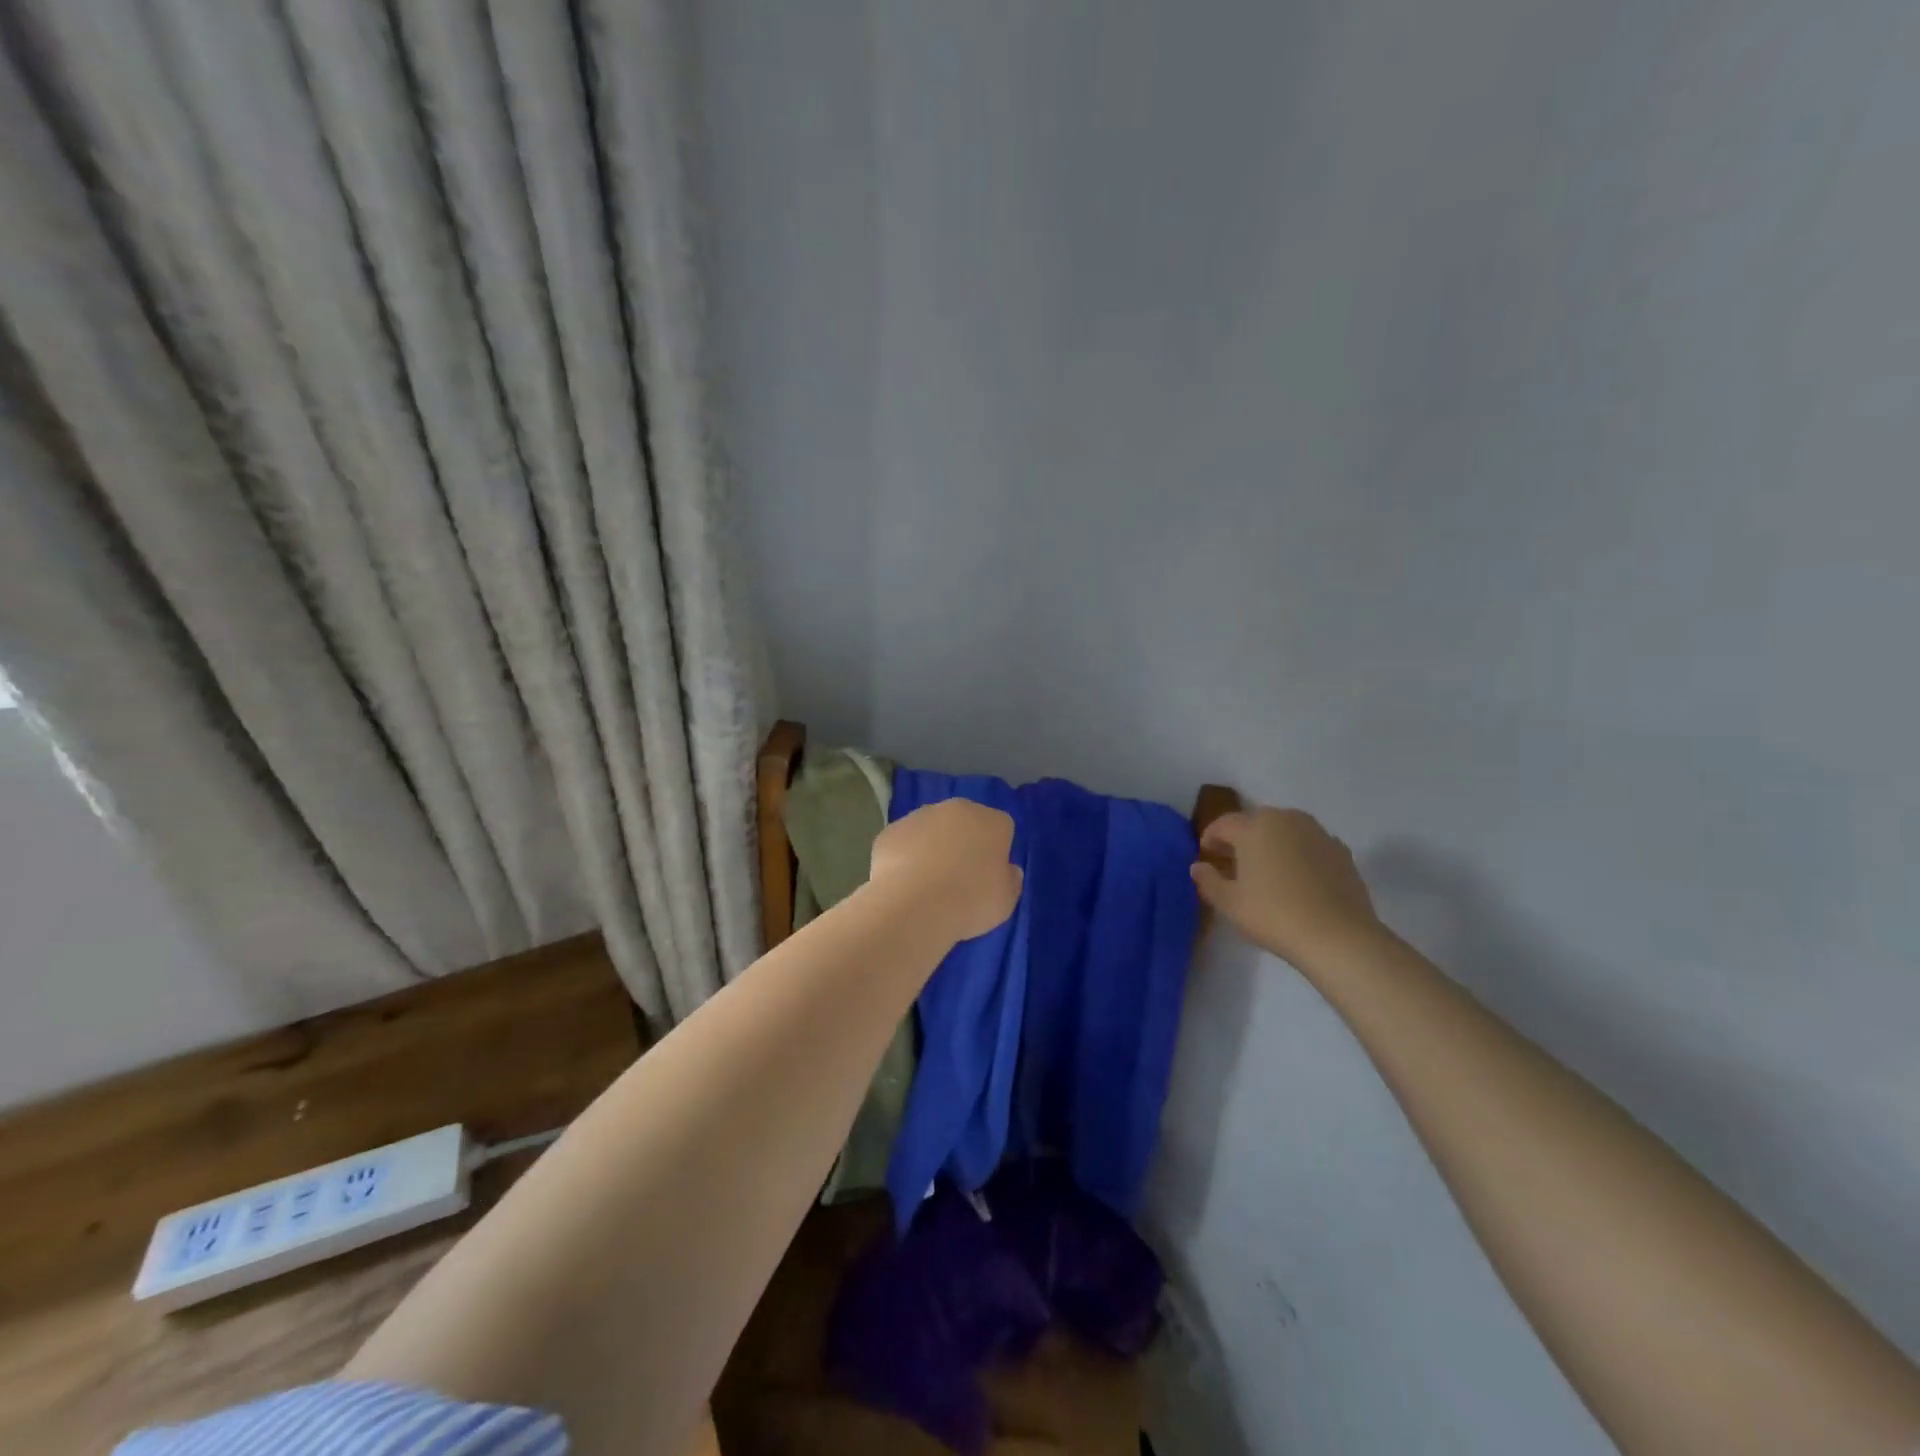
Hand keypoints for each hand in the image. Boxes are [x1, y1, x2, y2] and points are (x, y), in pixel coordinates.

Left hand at [868, 799, 1022, 942]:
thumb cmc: (971, 901)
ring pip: (931, 829)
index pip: (1001, 828)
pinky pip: (904, 843)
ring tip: (928, 884)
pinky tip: (904, 883)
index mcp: (991, 821)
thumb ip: (1009, 879)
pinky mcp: (890, 831)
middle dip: (963, 843)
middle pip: (964, 822)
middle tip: (959, 878)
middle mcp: (956, 809)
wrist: (914, 905)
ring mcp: (919, 816)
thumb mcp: (1006, 900)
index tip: (989, 876)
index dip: (996, 851)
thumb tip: (1007, 870)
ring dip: (932, 848)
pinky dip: (904, 857)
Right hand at [1191, 807, 1384, 967]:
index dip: (1210, 839)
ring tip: (1266, 871)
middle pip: (1254, 822)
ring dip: (1271, 843)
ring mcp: (1317, 832)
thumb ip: (1208, 880)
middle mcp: (1286, 819)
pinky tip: (1297, 879)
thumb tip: (1198, 866)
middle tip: (1233, 865)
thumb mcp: (1229, 903)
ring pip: (1284, 830)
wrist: (1339, 937)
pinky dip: (1298, 854)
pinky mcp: (1341, 850)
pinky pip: (1309, 844)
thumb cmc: (1274, 915)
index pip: (1223, 824)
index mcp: (1254, 826)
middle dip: (1240, 839)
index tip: (1206, 858)